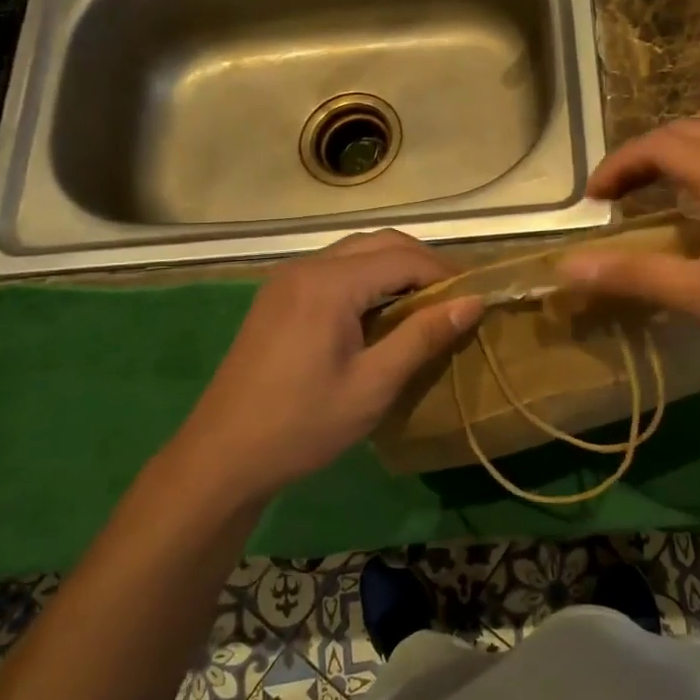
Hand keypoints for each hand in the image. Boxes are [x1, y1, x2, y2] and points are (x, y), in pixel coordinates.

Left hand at [163, 231, 482, 505]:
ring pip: (357, 253)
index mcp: (329, 283)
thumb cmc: (303, 424)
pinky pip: (335, 270)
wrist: (222, 456)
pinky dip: (369, 280)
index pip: (403, 258)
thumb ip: (423, 335)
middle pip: (380, 243)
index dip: (445, 273)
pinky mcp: (279, 296)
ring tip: (428, 305)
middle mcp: (307, 267)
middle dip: (423, 263)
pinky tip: (383, 313)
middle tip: (457, 298)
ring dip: (396, 269)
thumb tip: (473, 301)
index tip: (477, 296)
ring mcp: (288, 279)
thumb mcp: (374, 384)